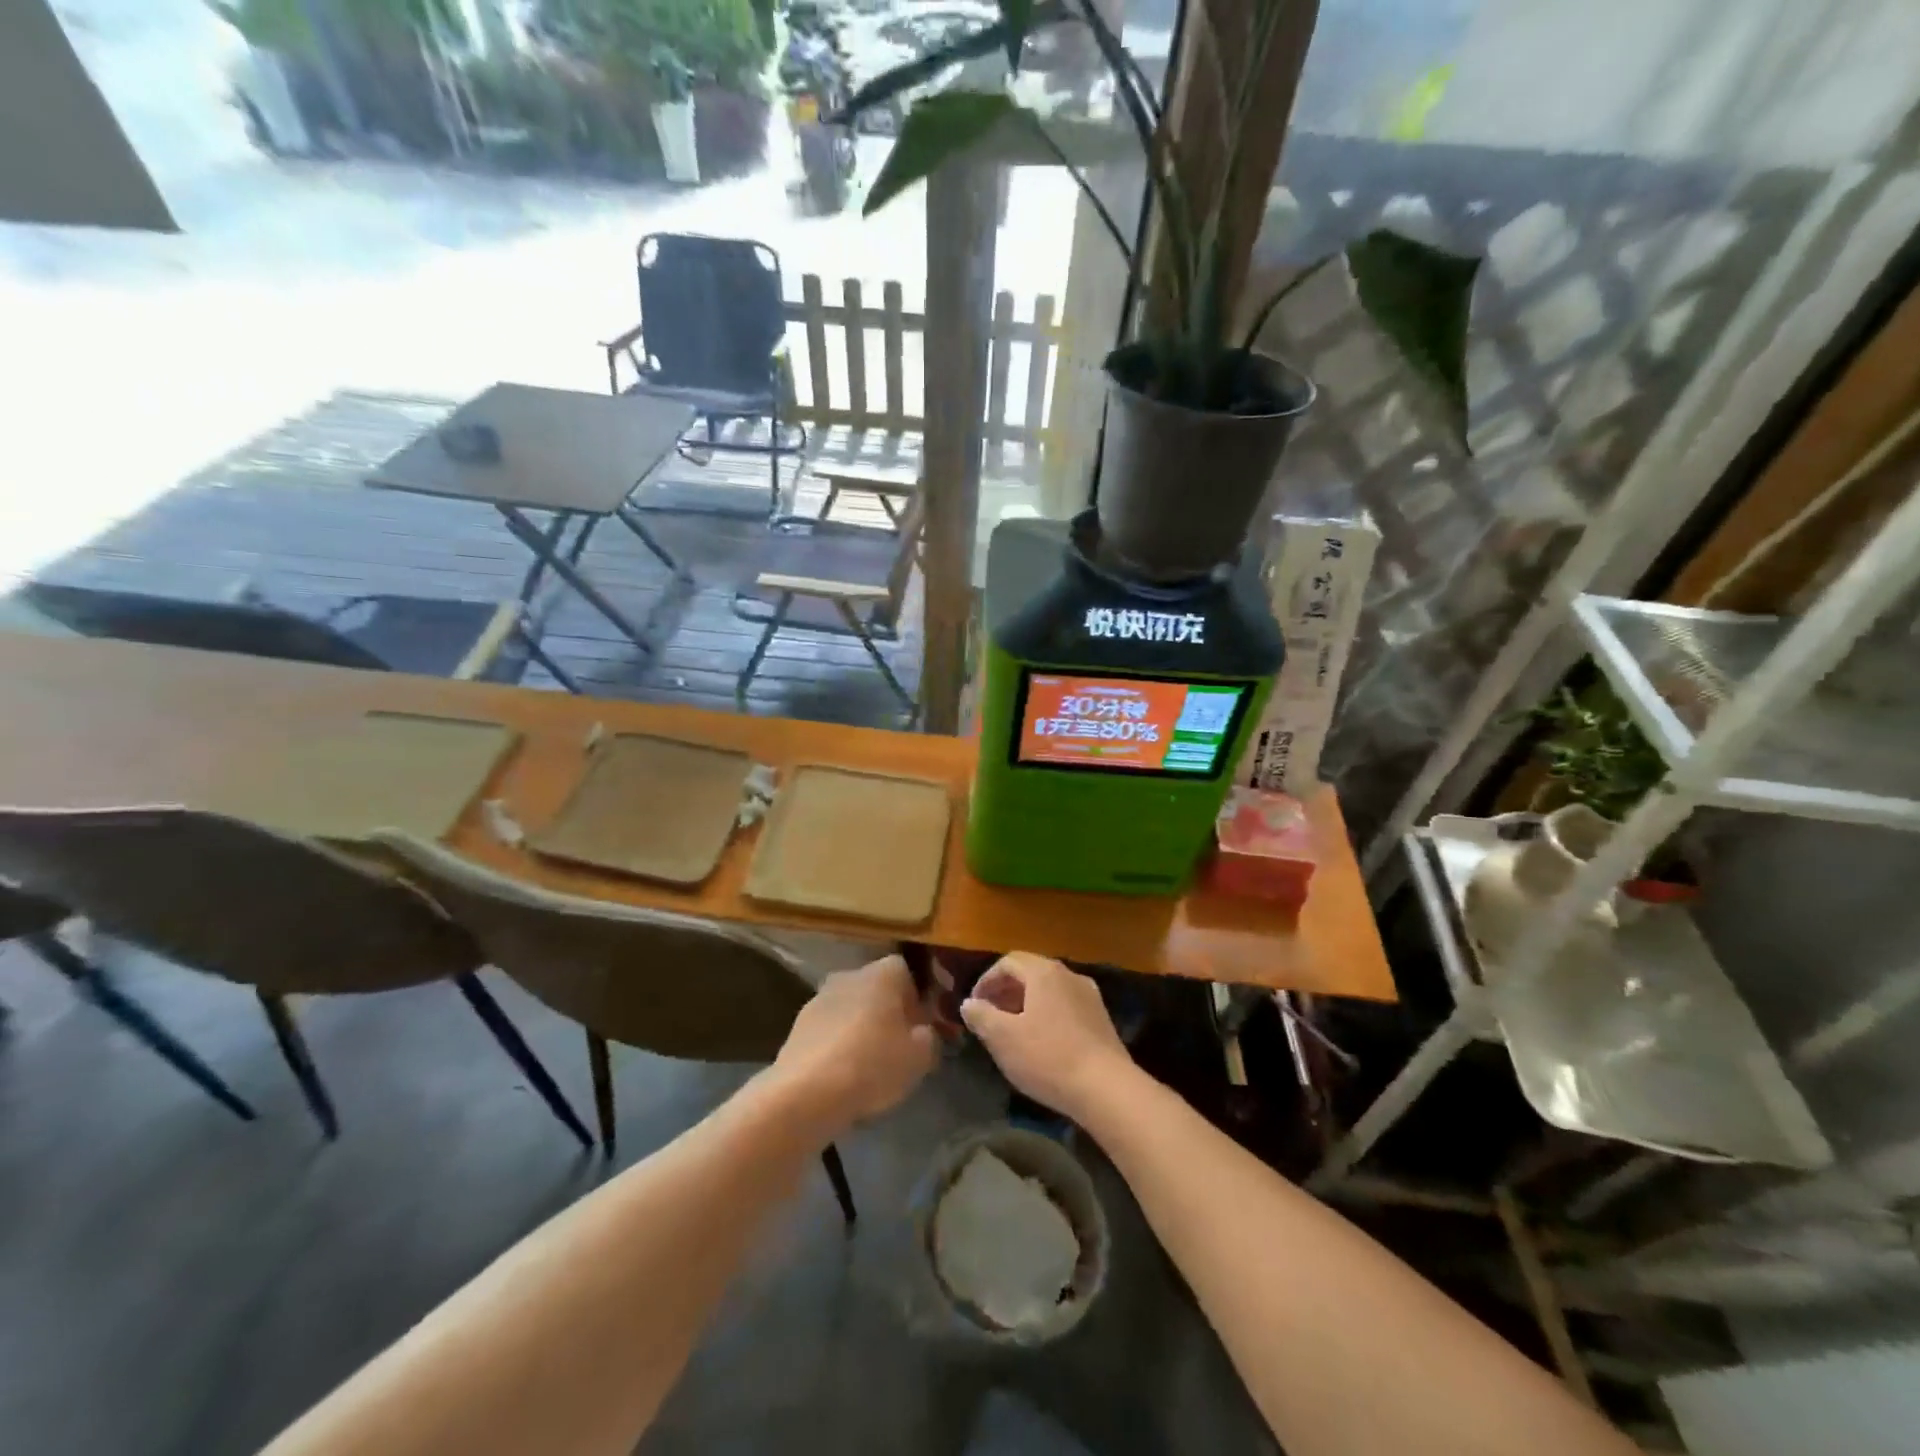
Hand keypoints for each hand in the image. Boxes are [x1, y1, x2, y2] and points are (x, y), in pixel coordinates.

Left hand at [771, 955, 937, 1132]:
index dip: (915, 1000)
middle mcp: (850, 975)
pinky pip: (829, 1030)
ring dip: (860, 1028)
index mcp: (883, 973)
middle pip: (876, 989)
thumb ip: (929, 1037)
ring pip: (851, 1009)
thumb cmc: (874, 1064)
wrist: (807, 1092)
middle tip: (897, 1048)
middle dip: (887, 1013)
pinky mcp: (798, 1024)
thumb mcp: (921, 1056)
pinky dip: (837, 1045)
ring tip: (867, 1067)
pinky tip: (842, 1075)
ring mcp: (820, 997)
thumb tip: (923, 1032)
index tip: (919, 1029)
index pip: (906, 972)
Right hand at [960, 953, 1133, 1119]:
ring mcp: (1089, 996)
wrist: (1106, 1088)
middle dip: (1006, 991)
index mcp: (1044, 972)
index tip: (975, 1006)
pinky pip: (1066, 1006)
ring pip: (1049, 990)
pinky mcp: (1101, 1019)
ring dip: (1026, 1004)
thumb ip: (981, 1015)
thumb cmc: (1048, 1057)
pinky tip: (1042, 1043)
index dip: (986, 980)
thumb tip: (969, 1003)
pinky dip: (1047, 1015)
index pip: (1008, 962)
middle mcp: (1069, 975)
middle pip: (1030, 972)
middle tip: (990, 1017)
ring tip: (1013, 1031)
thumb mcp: (1003, 1038)